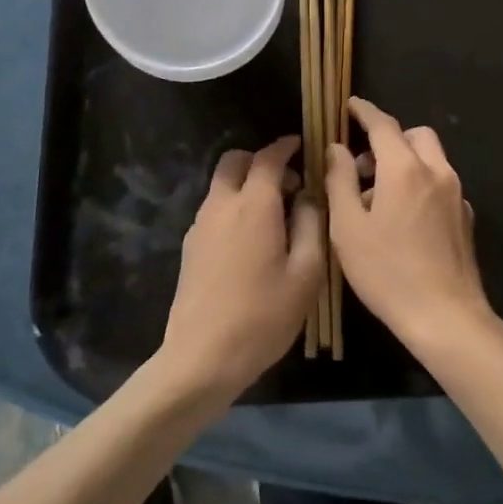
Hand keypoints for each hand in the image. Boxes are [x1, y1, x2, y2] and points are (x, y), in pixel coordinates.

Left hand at [163, 136, 325, 402]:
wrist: (202, 358)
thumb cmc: (263, 316)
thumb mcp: (306, 273)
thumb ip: (311, 225)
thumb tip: (308, 197)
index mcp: (254, 205)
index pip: (268, 158)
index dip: (285, 147)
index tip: (302, 145)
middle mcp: (222, 205)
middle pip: (234, 161)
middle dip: (260, 160)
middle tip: (288, 183)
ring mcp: (200, 226)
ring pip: (221, 185)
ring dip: (246, 184)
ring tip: (274, 215)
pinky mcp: (190, 247)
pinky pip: (214, 209)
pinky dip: (233, 206)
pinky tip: (252, 239)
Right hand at [326, 98, 494, 355]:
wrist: (445, 316)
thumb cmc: (387, 272)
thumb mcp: (348, 227)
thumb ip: (340, 180)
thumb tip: (337, 148)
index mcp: (405, 169)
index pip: (383, 125)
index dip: (364, 112)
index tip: (350, 106)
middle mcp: (436, 171)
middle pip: (414, 135)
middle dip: (390, 138)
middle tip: (364, 164)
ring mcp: (456, 194)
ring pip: (431, 158)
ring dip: (406, 161)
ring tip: (379, 196)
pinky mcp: (465, 216)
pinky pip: (441, 183)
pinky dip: (421, 183)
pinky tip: (405, 218)